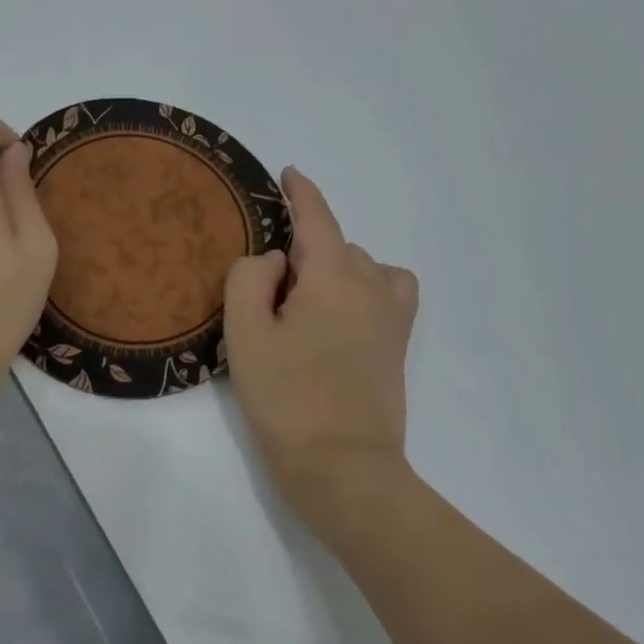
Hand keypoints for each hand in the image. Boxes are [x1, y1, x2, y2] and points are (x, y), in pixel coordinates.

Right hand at [224, 167, 419, 540]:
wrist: (343, 469)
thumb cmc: (286, 399)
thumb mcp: (245, 335)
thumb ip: (250, 278)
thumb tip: (277, 261)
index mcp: (332, 276)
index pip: (317, 217)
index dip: (302, 191)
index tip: (289, 173)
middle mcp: (370, 285)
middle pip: (335, 244)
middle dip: (303, 251)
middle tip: (268, 292)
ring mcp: (391, 316)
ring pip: (361, 265)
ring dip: (333, 268)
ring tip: (304, 303)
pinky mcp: (399, 343)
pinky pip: (390, 289)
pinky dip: (368, 284)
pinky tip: (345, 310)